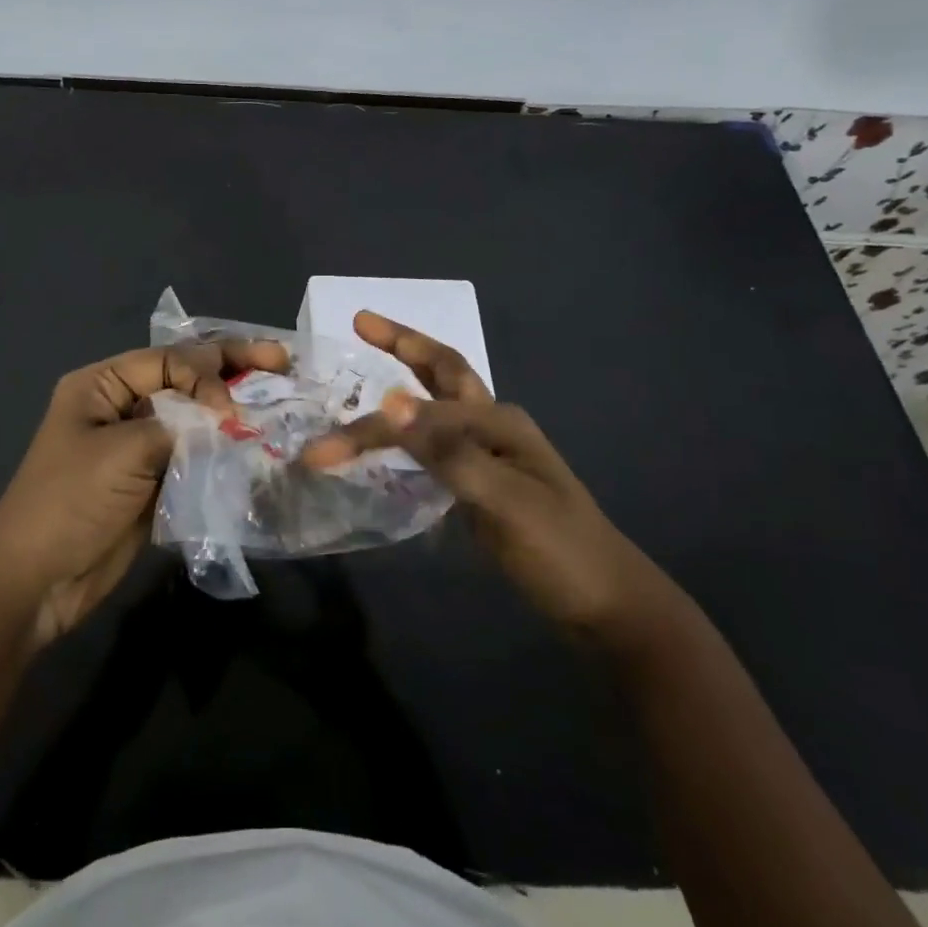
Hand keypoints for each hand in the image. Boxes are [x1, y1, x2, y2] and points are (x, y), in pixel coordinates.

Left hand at [0, 338, 288, 646]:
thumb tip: (228, 415)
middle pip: (183, 380)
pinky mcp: (152, 481)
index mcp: (102, 385)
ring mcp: (138, 446)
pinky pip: (193, 455)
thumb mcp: (123, 451)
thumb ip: (179, 425)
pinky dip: (222, 450)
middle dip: (231, 370)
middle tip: (281, 359)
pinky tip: (255, 447)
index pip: (168, 360)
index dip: (207, 373)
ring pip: (193, 418)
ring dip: (231, 413)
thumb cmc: (70, 502)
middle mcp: (121, 406)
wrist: (37, 580)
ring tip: (279, 402)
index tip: (232, 408)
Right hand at [303, 311, 686, 650]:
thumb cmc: (560, 550)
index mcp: (498, 421)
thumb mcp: (505, 502)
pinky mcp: (480, 482)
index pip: (421, 410)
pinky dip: (406, 431)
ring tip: (366, 367)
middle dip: (402, 344)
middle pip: (441, 372)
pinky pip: (434, 443)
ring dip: (403, 381)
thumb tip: (391, 402)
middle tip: (361, 322)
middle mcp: (492, 426)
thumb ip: (448, 451)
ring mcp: (488, 454)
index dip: (371, 426)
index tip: (321, 449)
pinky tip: (387, 438)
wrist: (606, 604)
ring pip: (436, 405)